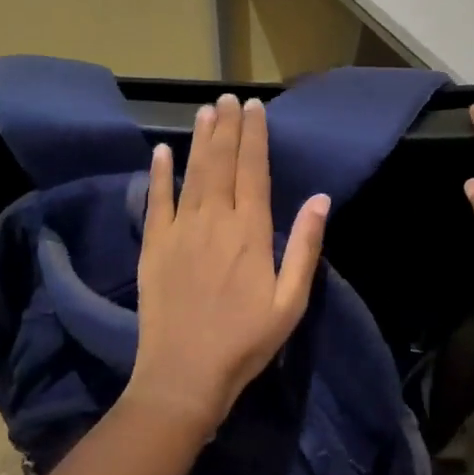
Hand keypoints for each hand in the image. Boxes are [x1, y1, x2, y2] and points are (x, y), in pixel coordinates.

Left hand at [132, 94, 329, 430]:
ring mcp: (180, 232)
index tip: (255, 107)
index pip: (253, 171)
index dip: (255, 136)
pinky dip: (159, 174)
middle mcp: (214, 221)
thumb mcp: (290, 301)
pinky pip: (156, 202)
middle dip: (228, 128)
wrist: (184, 376)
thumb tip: (320, 199)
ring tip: (206, 111)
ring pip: (192, 174)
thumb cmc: (246, 341)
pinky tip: (162, 151)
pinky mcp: (154, 247)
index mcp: (250, 232)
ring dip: (200, 140)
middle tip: (230, 98)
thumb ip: (304, 247)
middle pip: (222, 163)